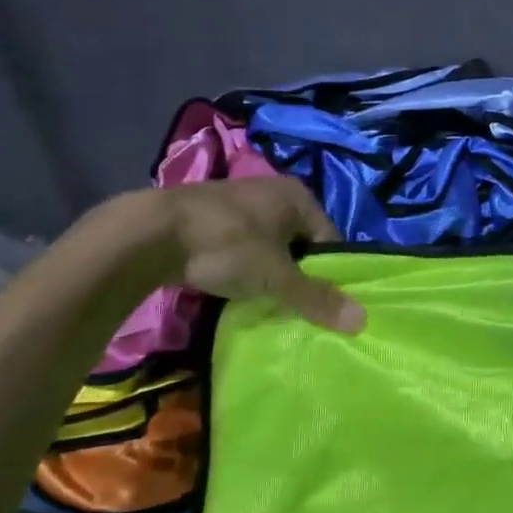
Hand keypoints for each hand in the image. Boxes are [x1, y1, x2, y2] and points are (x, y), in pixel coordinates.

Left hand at [157, 179, 364, 333]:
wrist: (150, 233)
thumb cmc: (228, 246)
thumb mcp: (277, 277)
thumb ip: (317, 298)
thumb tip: (362, 321)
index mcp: (298, 196)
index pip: (329, 239)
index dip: (327, 272)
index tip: (318, 302)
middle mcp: (273, 191)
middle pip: (299, 242)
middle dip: (297, 273)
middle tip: (292, 305)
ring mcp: (239, 202)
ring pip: (269, 245)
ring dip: (267, 271)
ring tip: (262, 300)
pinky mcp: (209, 217)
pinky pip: (240, 246)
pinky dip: (240, 266)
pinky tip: (232, 287)